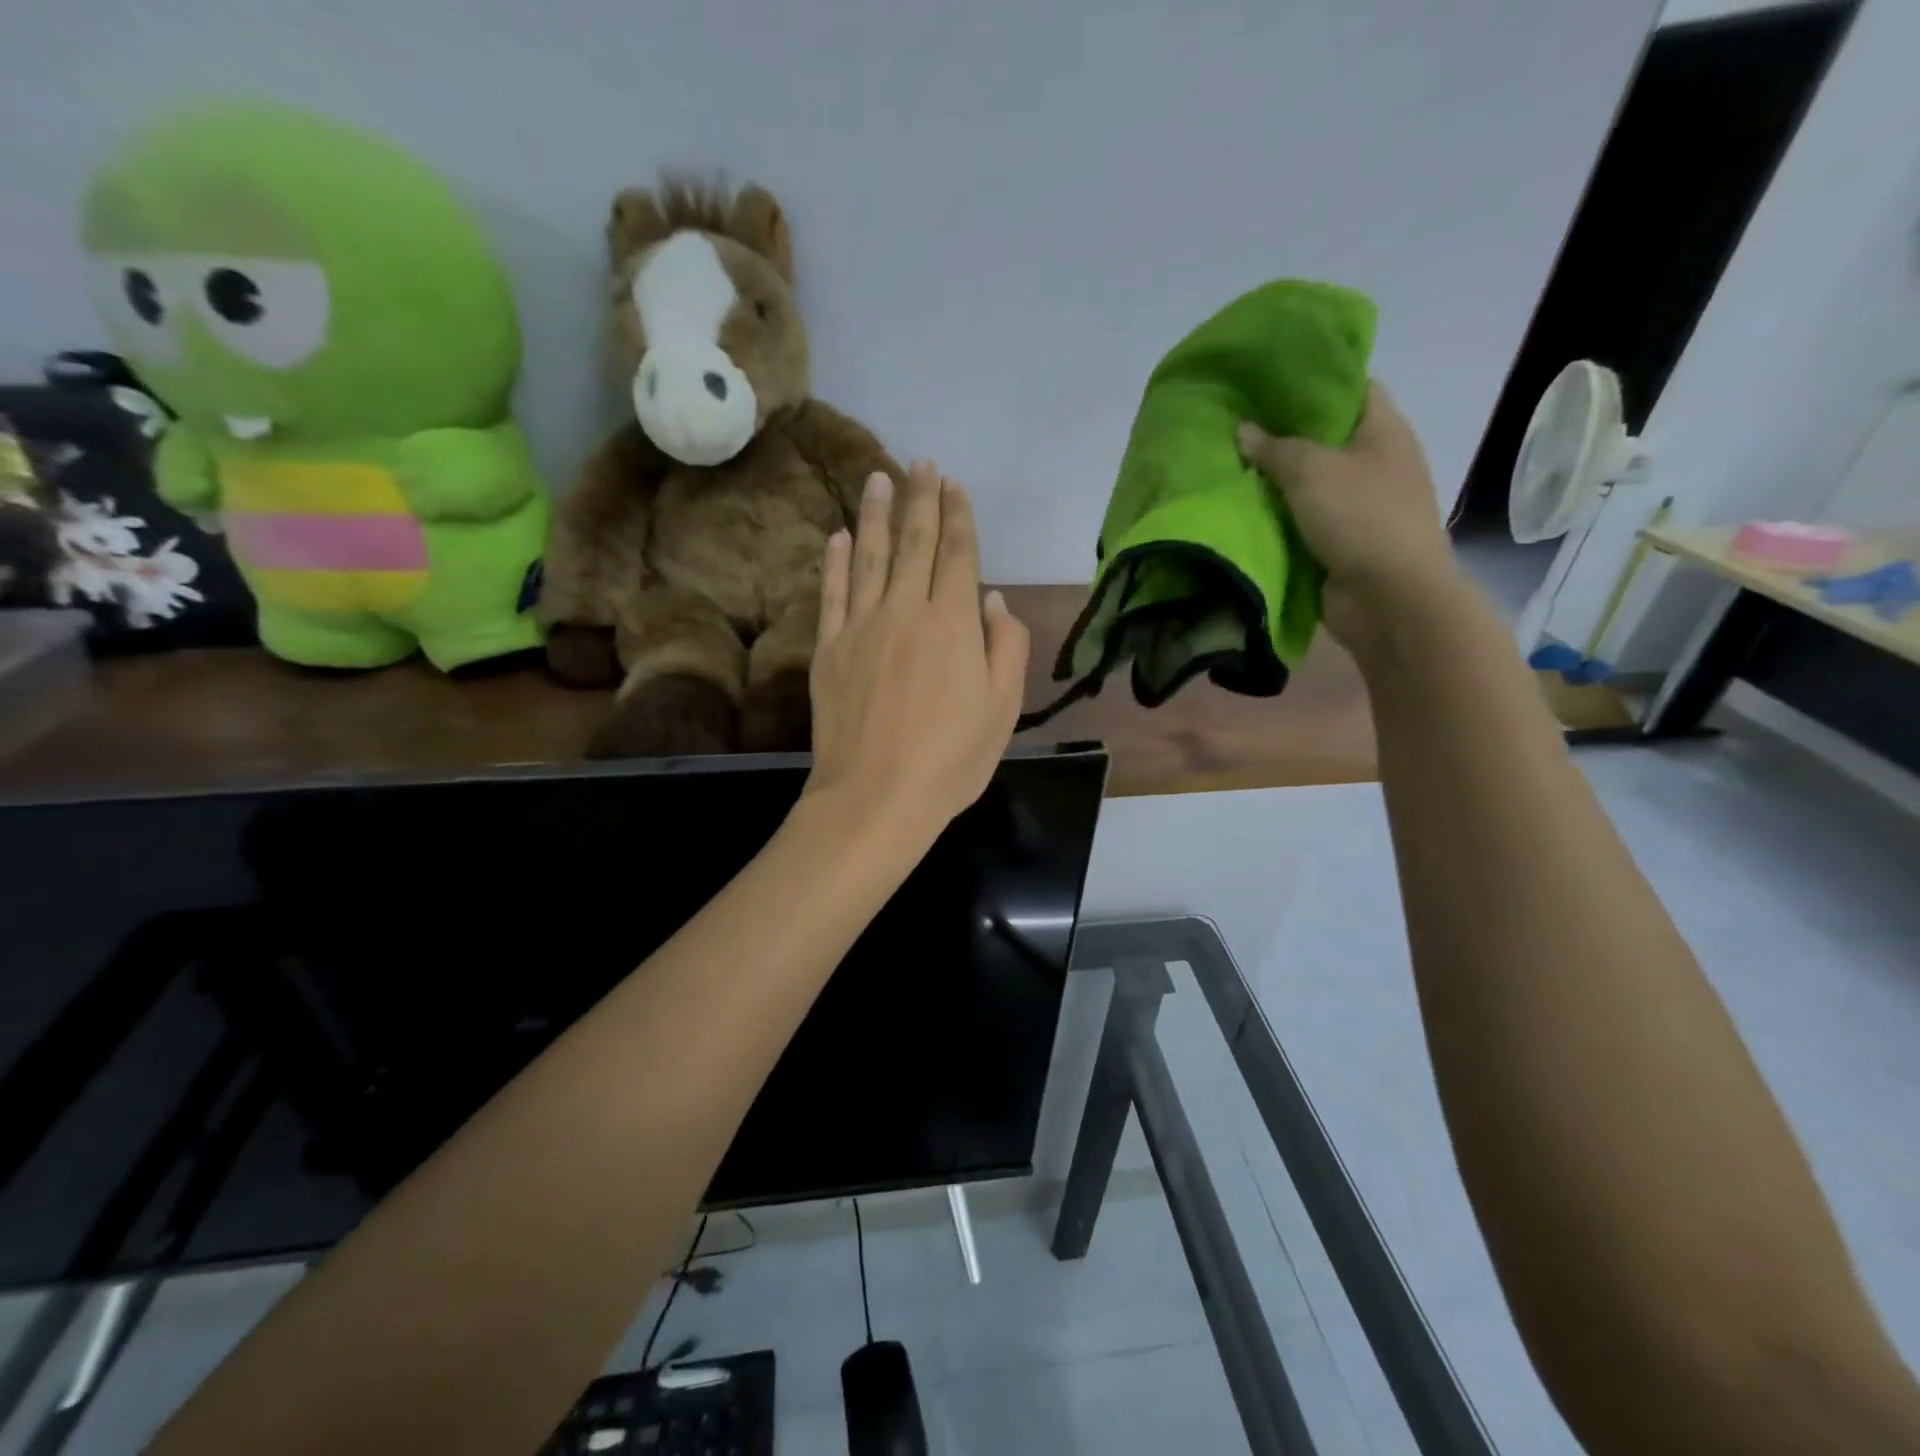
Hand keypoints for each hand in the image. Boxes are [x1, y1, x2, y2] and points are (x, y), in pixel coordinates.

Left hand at [805, 460, 1029, 844]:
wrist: (876, 796)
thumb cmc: (951, 759)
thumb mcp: (1003, 709)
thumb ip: (1007, 646)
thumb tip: (995, 600)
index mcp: (954, 622)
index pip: (957, 553)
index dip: (957, 515)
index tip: (954, 484)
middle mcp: (906, 609)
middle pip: (913, 542)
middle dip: (920, 498)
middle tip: (921, 463)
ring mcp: (861, 626)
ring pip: (868, 556)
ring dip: (875, 514)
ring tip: (878, 477)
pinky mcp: (828, 649)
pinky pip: (832, 593)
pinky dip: (834, 561)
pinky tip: (838, 536)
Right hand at [1237, 383, 1462, 655]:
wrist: (1388, 598)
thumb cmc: (1362, 518)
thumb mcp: (1313, 471)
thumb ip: (1276, 448)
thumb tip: (1243, 431)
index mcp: (1383, 431)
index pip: (1351, 388)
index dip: (1312, 380)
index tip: (1267, 379)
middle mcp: (1374, 463)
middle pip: (1324, 437)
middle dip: (1281, 433)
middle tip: (1233, 422)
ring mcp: (1357, 505)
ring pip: (1307, 482)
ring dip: (1272, 480)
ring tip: (1225, 463)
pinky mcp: (1338, 542)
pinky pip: (1300, 520)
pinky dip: (1275, 516)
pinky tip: (1238, 507)